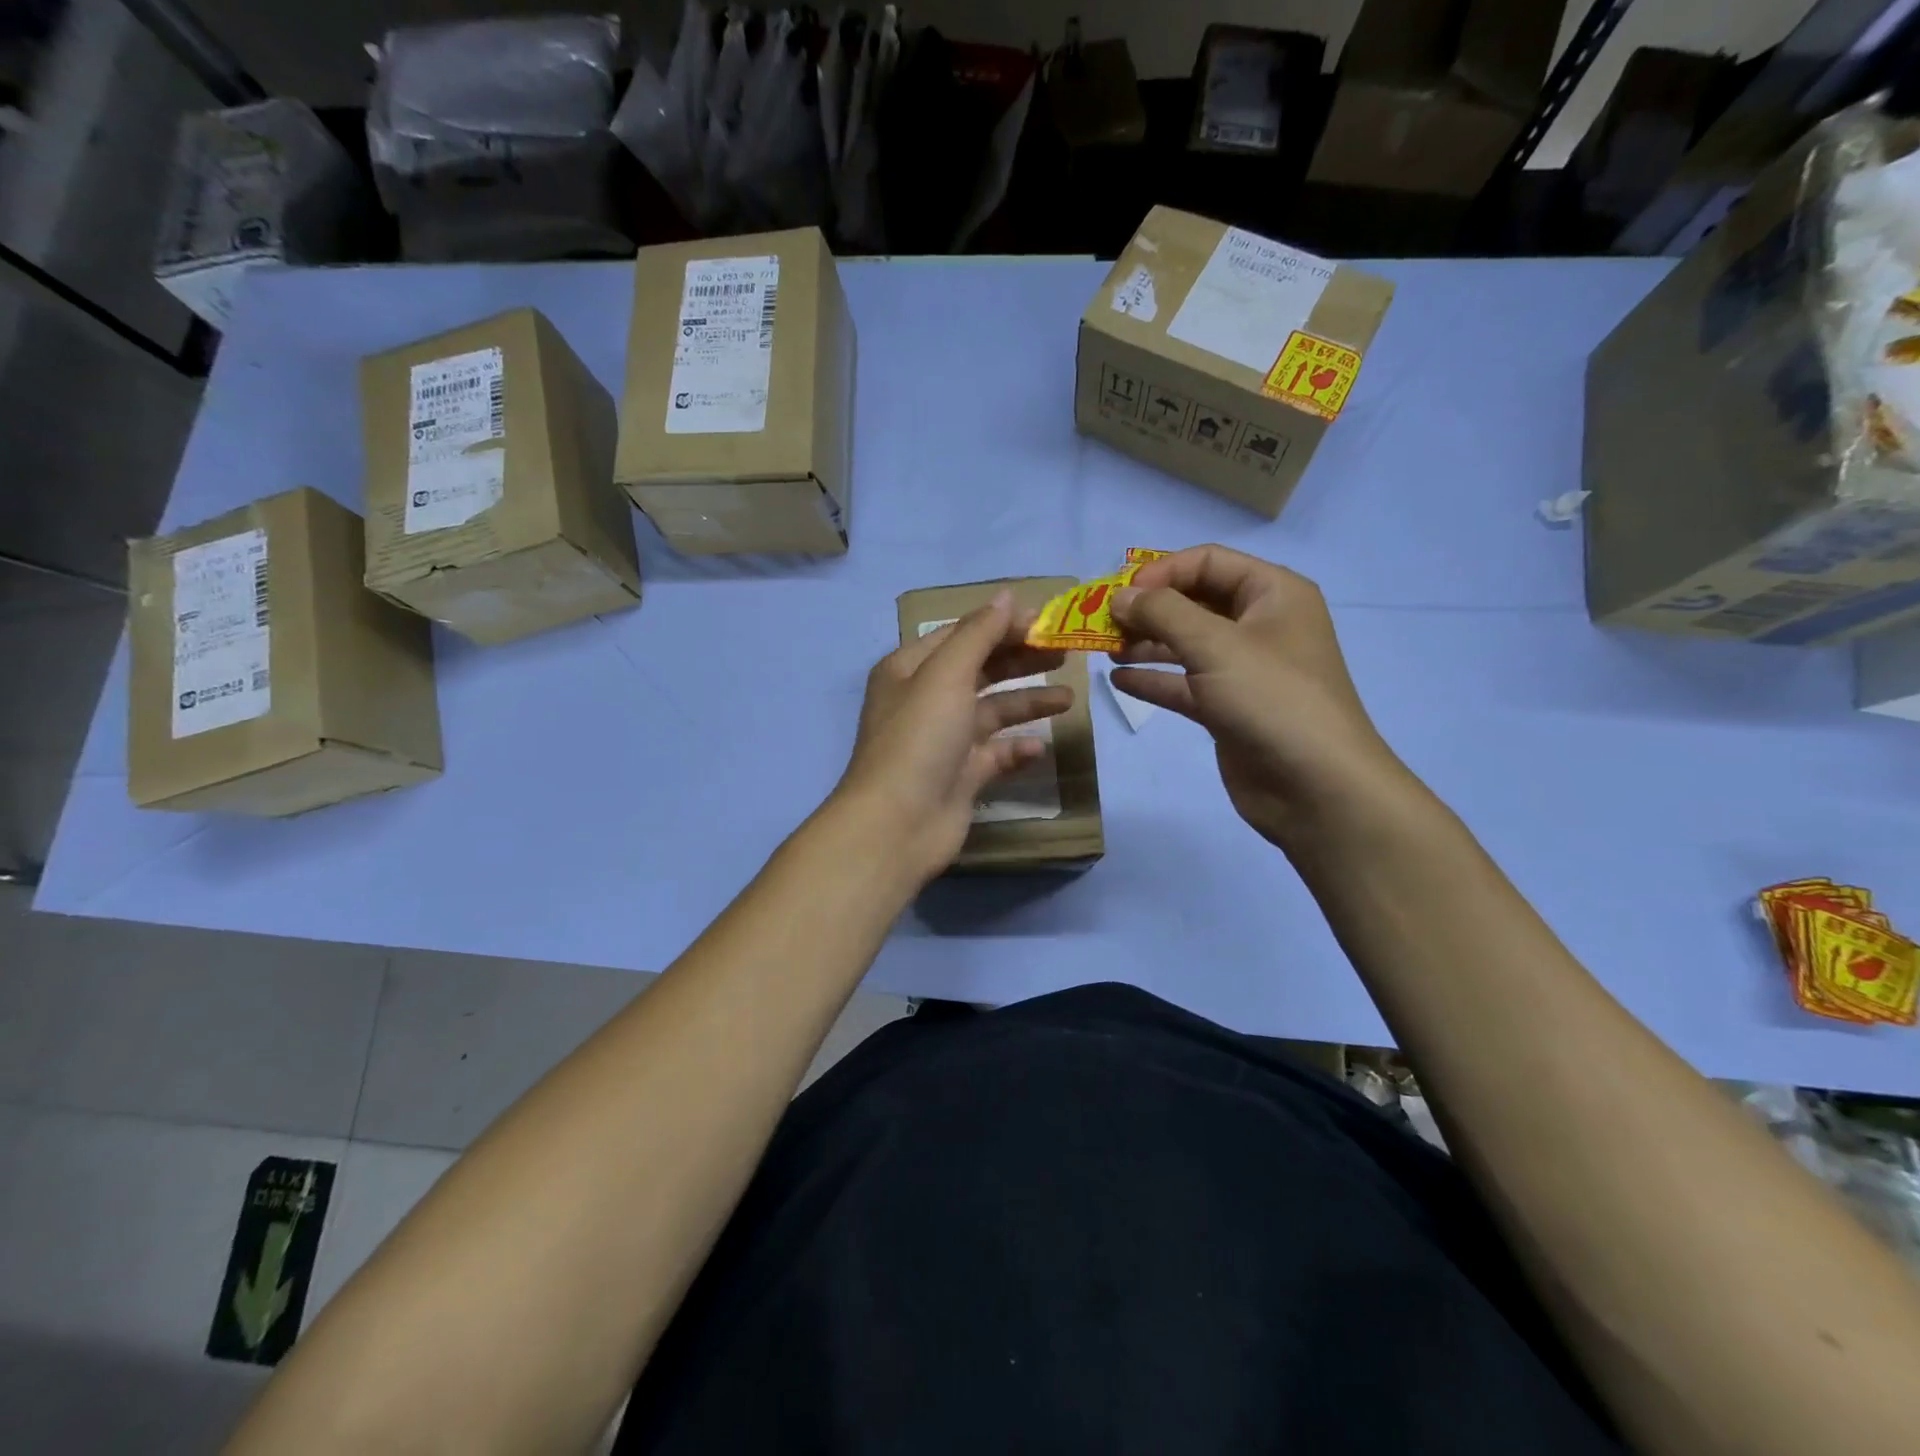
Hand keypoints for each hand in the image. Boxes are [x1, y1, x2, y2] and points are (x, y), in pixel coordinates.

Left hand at [835, 592, 1071, 883]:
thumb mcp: (946, 674)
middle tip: (1064, 653)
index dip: (1001, 624)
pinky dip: (1017, 748)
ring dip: (1027, 702)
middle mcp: (925, 700)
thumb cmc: (919, 738)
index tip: (1045, 622)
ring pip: (992, 712)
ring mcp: (944, 741)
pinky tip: (1039, 747)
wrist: (897, 824)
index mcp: (910, 669)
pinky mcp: (960, 776)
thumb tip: (1007, 596)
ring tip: (1068, 698)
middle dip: (1020, 660)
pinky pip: (995, 754)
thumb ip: (979, 633)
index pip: (961, 634)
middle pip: (980, 670)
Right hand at [1110, 545, 1407, 847]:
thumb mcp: (1216, 645)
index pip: (1208, 562)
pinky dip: (1154, 679)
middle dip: (1149, 609)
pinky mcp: (1228, 708)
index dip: (1162, 571)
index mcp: (1272, 593)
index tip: (1120, 595)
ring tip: (1105, 649)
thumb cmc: (1271, 699)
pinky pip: (1185, 683)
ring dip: (1146, 643)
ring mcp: (1244, 669)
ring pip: (1186, 644)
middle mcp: (1260, 625)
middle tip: (1104, 623)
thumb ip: (1163, 613)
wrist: (1314, 786)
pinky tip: (1119, 680)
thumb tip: (1120, 597)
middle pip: (1194, 601)